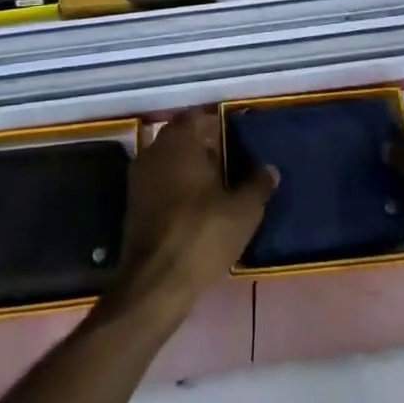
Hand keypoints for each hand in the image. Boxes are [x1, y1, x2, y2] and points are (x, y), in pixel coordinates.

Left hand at [108, 109, 276, 324]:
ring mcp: (140, 178)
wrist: (154, 285)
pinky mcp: (133, 206)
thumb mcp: (243, 211)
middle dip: (205, 148)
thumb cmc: (200, 234)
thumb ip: (258, 184)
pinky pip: (160, 185)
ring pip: (170, 162)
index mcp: (180, 140)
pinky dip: (177, 191)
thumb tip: (270, 169)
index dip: (219, 127)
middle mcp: (155, 150)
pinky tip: (196, 211)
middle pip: (183, 138)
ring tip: (217, 191)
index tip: (237, 142)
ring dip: (190, 170)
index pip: (200, 117)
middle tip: (231, 166)